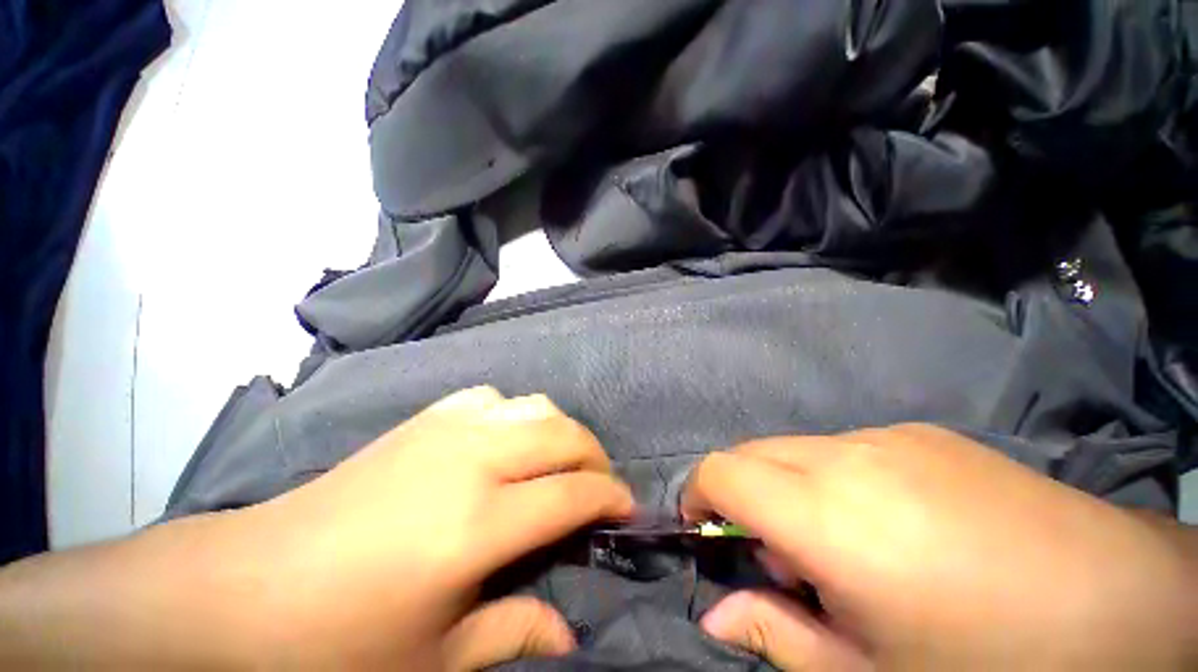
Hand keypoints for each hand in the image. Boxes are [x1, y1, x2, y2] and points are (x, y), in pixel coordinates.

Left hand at [0, 387, 633, 669]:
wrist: (248, 583)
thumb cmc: (338, 639)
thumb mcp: (434, 660)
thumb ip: (513, 633)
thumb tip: (570, 635)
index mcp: (477, 522)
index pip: (574, 493)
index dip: (610, 498)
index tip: (627, 509)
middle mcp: (473, 458)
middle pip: (563, 434)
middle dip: (595, 455)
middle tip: (601, 483)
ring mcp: (447, 429)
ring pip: (534, 405)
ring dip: (559, 431)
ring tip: (558, 462)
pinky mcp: (425, 418)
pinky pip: (493, 398)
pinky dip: (514, 414)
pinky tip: (504, 441)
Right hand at [683, 424, 1197, 669]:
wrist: (1123, 603)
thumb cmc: (988, 661)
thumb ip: (778, 635)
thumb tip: (715, 614)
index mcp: (828, 513)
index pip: (721, 471)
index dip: (698, 493)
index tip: (703, 526)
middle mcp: (847, 455)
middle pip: (753, 452)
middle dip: (742, 494)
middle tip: (780, 556)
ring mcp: (889, 436)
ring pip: (796, 448)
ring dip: (789, 487)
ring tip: (843, 547)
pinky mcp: (922, 433)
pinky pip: (845, 447)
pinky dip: (833, 478)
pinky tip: (891, 525)